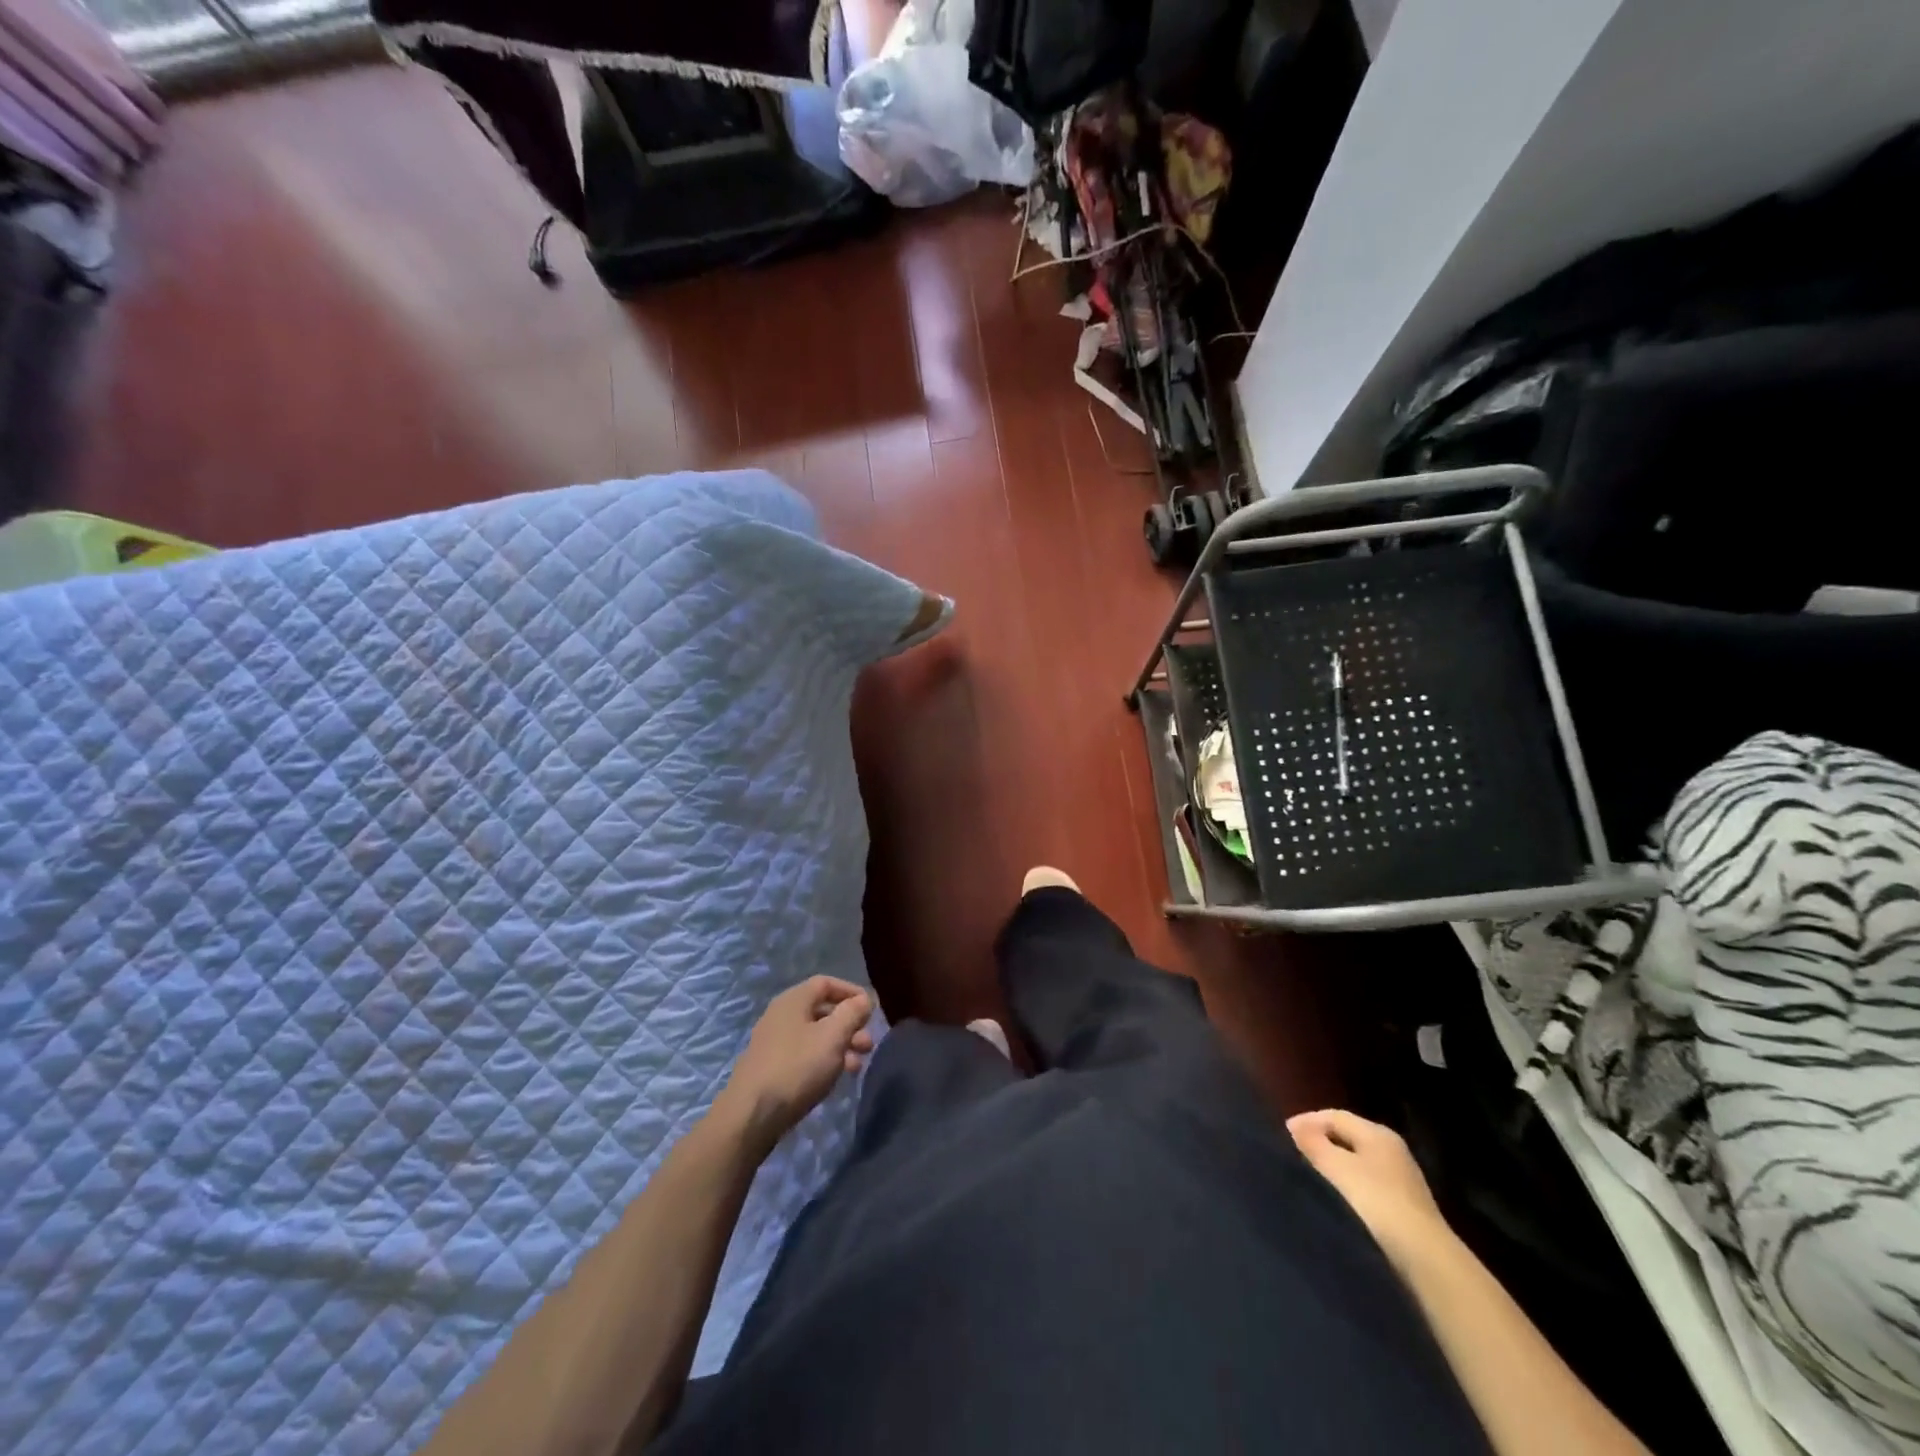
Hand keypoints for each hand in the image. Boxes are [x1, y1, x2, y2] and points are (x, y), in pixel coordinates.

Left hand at [716, 977, 875, 1154]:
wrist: (751, 1116)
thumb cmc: (797, 1067)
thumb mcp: (833, 1037)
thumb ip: (852, 1013)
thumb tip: (864, 999)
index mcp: (793, 1000)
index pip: (826, 983)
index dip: (851, 992)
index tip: (872, 1010)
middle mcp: (781, 1016)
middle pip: (822, 1011)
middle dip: (849, 1025)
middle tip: (868, 1045)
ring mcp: (773, 1043)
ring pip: (815, 1036)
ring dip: (840, 1046)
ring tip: (857, 1066)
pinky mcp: (771, 1068)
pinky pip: (804, 1055)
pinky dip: (824, 1060)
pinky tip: (835, 1078)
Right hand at [1287, 1108, 1451, 1272]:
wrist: (1425, 1257)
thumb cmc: (1378, 1202)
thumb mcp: (1338, 1168)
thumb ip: (1314, 1143)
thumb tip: (1295, 1125)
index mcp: (1378, 1133)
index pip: (1335, 1115)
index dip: (1308, 1120)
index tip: (1283, 1133)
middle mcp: (1392, 1149)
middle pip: (1348, 1135)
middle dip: (1320, 1138)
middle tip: (1294, 1149)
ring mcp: (1401, 1177)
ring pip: (1357, 1159)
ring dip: (1333, 1161)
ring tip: (1310, 1171)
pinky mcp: (1404, 1204)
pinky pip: (1366, 1180)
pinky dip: (1347, 1180)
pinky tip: (1336, 1194)